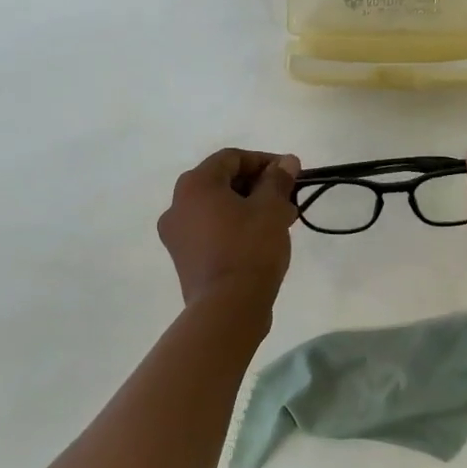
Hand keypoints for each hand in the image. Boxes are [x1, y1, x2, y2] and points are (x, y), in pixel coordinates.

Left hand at [158, 149, 300, 309]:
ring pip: (218, 208)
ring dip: (249, 207)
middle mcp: (177, 205)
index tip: (290, 173)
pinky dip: (235, 227)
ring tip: (282, 221)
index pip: (231, 158)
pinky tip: (262, 240)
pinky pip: (212, 231)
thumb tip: (287, 161)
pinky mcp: (184, 259)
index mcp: (195, 185)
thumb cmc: (250, 248)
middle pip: (222, 182)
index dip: (264, 161)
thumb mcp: (271, 209)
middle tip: (287, 199)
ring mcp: (177, 235)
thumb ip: (278, 180)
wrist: (227, 308)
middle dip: (258, 186)